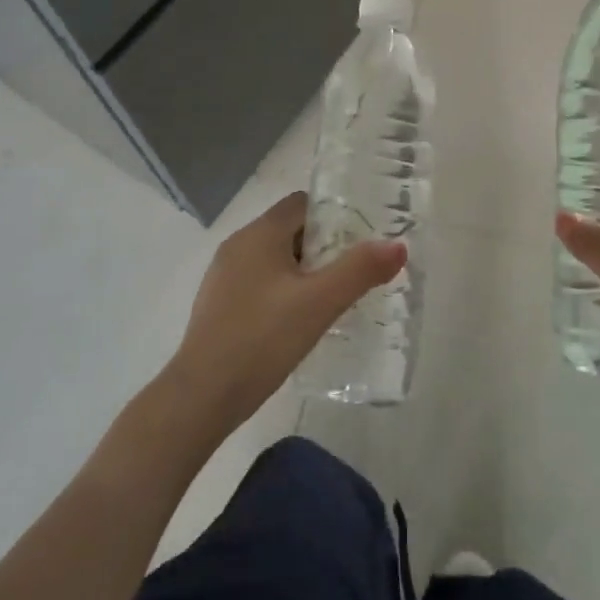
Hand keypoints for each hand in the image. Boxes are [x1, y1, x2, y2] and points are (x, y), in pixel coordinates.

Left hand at [165, 191, 404, 436]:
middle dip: (323, 247)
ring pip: (273, 258)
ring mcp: (223, 275)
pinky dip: (281, 291)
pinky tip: (296, 322)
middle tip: (352, 273)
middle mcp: (238, 245)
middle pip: (289, 230)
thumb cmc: (262, 339)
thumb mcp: (319, 303)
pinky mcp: (217, 304)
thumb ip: (360, 270)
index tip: (359, 241)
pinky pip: (258, 283)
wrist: (201, 396)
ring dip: (302, 271)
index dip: (334, 216)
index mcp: (259, 233)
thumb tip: (397, 245)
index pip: (302, 203)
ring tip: (330, 299)